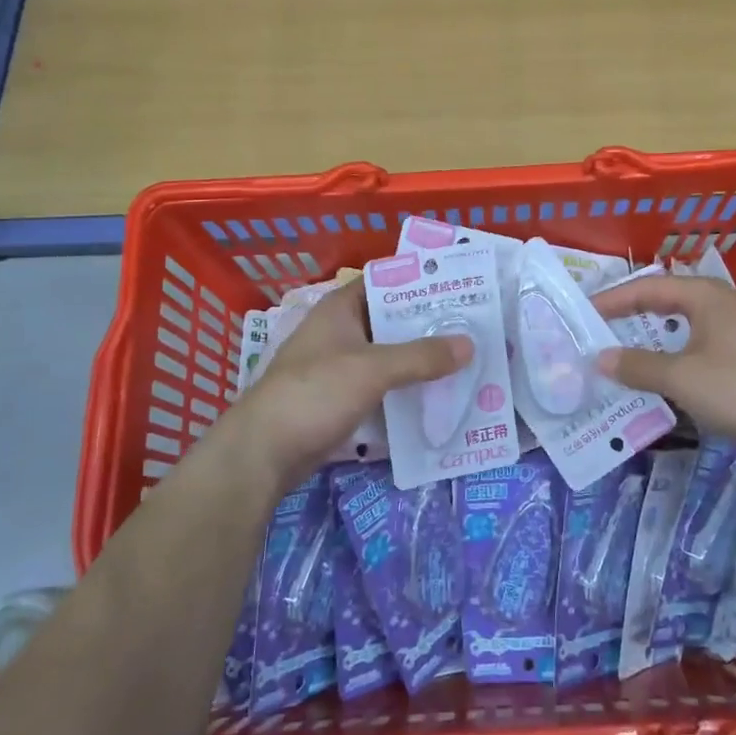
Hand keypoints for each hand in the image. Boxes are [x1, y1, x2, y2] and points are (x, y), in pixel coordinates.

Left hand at [218, 282, 470, 492]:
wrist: (264, 452)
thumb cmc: (315, 393)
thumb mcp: (372, 369)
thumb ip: (421, 356)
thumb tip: (469, 344)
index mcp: (339, 309)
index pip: (384, 281)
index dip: (418, 282)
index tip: (457, 286)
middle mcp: (339, 331)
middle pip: (390, 320)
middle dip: (427, 324)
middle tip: (472, 325)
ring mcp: (338, 367)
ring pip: (387, 354)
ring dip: (418, 358)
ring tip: (463, 358)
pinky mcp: (340, 398)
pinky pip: (381, 385)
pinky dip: (404, 386)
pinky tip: (436, 393)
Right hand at [593, 274, 735, 458]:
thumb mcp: (680, 377)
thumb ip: (637, 365)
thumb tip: (599, 358)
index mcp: (703, 295)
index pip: (646, 287)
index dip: (612, 299)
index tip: (582, 314)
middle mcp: (717, 305)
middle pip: (662, 303)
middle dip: (628, 317)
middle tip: (594, 330)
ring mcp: (730, 332)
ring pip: (677, 328)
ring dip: (647, 341)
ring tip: (615, 354)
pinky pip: (690, 349)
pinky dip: (667, 359)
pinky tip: (652, 377)